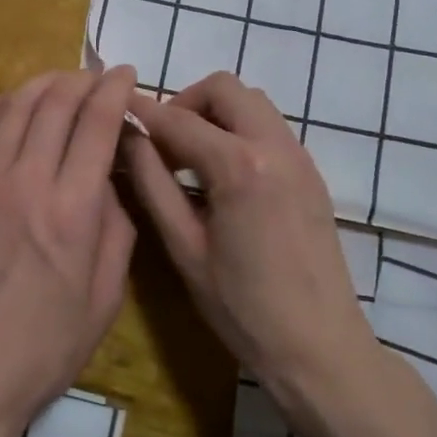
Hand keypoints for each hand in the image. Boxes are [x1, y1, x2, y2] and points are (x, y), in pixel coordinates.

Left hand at [0, 67, 138, 436]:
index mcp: (73, 209)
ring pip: (13, 107)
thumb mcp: (105, 298)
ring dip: (41, 84)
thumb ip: (116, 229)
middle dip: (82, 79)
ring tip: (58, 82)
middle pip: (55, 103)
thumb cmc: (43, 347)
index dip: (115, 89)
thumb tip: (108, 182)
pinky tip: (8, 104)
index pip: (97, 123)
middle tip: (96, 77)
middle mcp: (28, 181)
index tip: (126, 74)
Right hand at [122, 72, 375, 419]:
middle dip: (186, 102)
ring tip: (192, 157)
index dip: (143, 111)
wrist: (319, 348)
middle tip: (164, 142)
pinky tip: (223, 174)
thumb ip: (152, 183)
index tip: (116, 105)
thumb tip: (128, 138)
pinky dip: (240, 129)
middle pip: (224, 88)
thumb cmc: (242, 308)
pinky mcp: (310, 171)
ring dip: (216, 113)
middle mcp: (274, 146)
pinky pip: (269, 126)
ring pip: (251, 101)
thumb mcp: (184, 247)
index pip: (179, 120)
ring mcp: (299, 156)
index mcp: (239, 166)